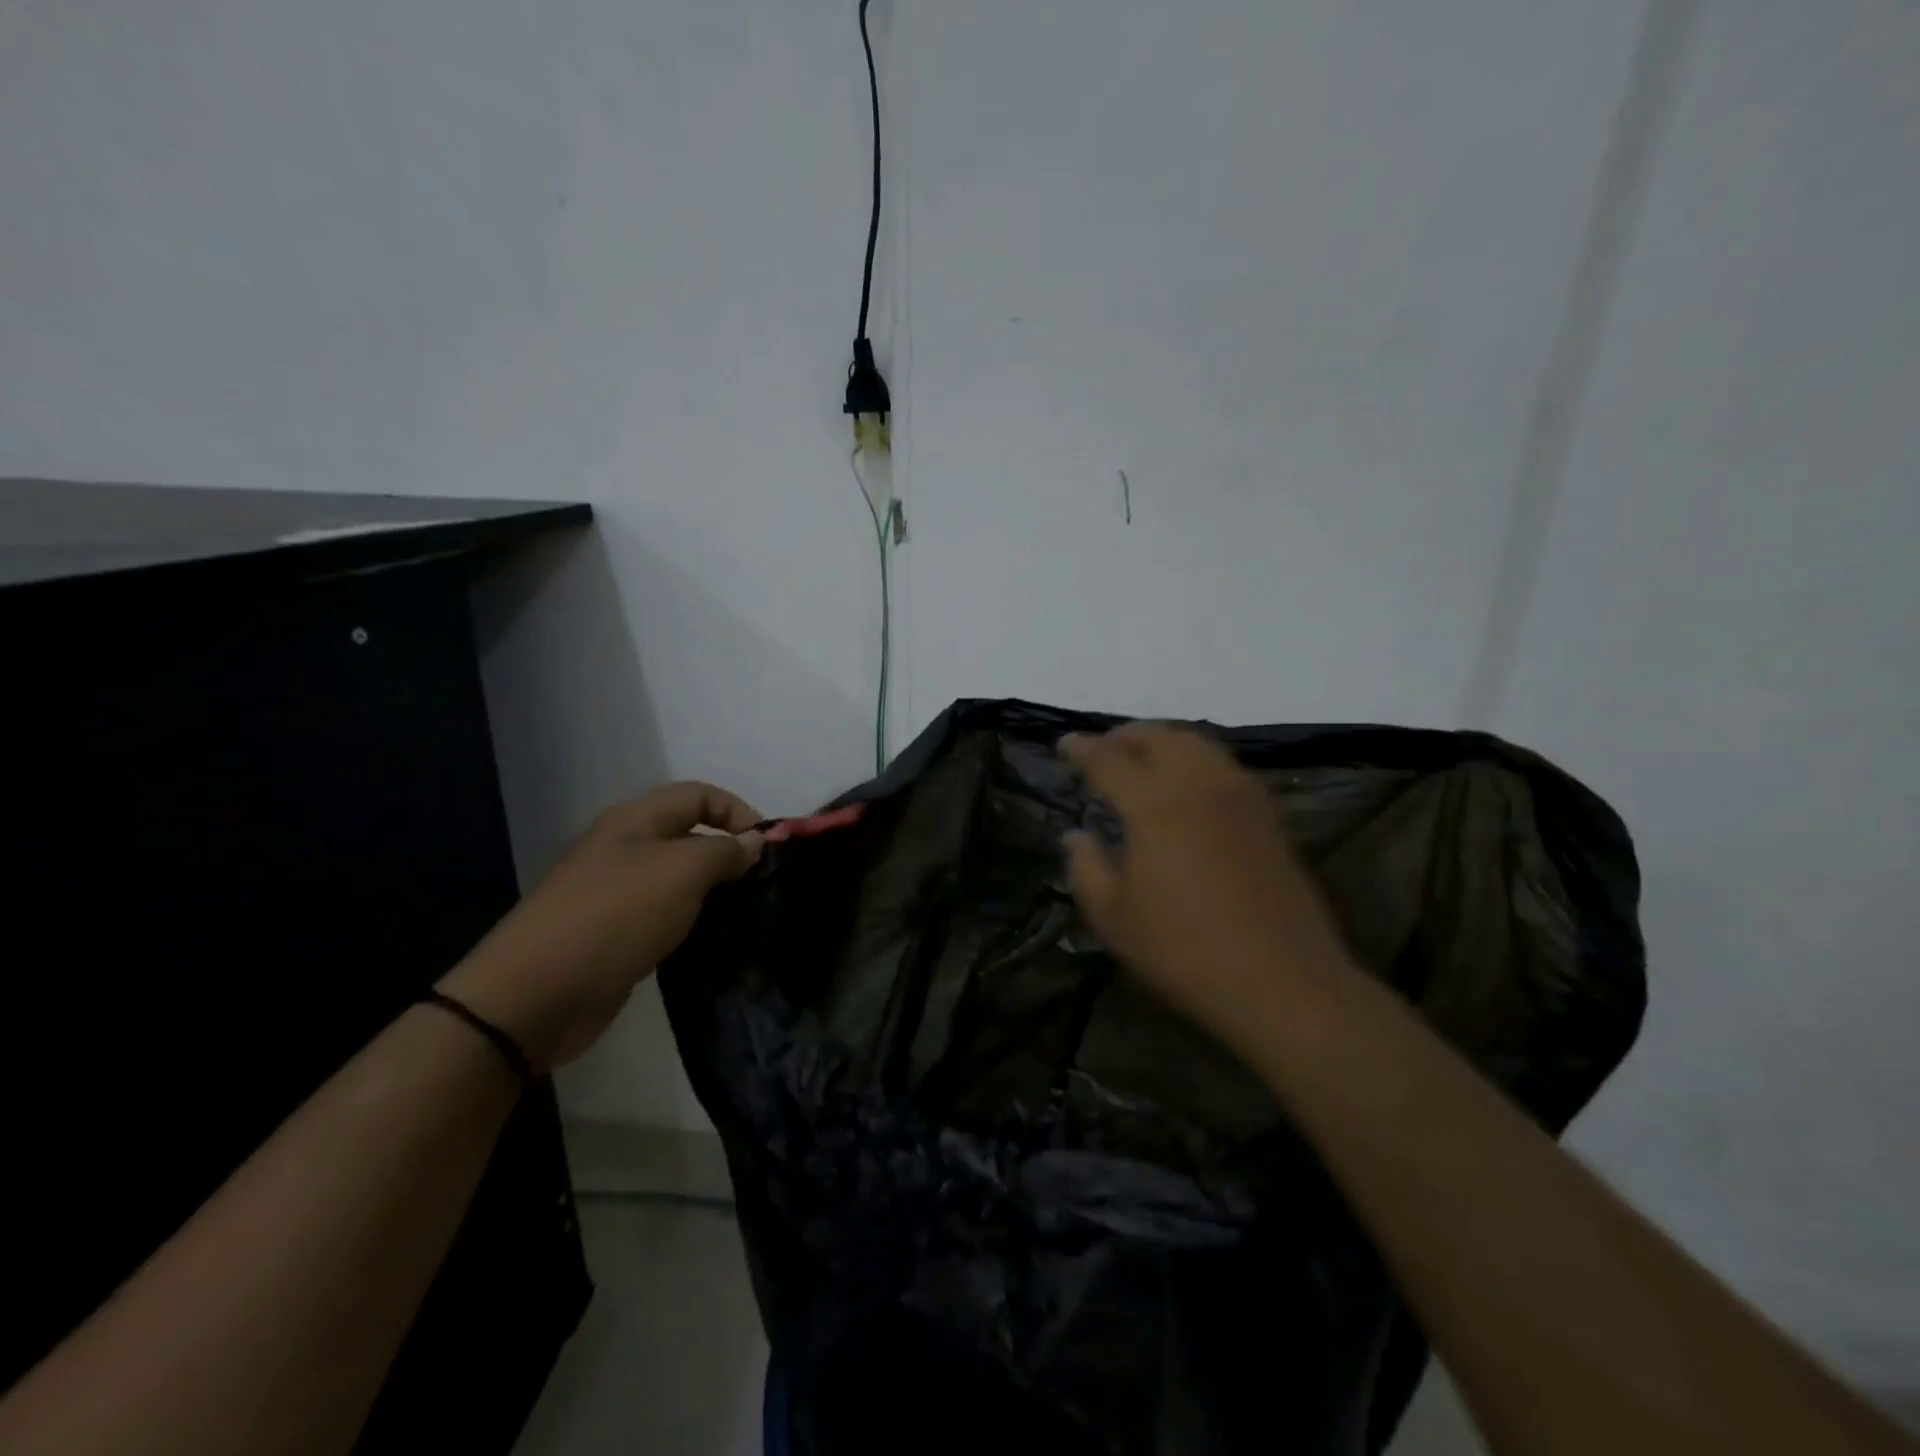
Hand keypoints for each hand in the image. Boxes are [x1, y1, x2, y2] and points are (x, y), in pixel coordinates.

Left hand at [438, 783, 764, 1072]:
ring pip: (678, 877)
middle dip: (729, 851)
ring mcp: (616, 892)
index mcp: (636, 820)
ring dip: (712, 889)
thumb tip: (754, 842)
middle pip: (689, 833)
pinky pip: (664, 913)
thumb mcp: (682, 871)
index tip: (769, 848)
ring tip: (744, 912)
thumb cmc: (616, 916)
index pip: (700, 794)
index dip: (739, 811)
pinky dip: (691, 920)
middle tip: (761, 883)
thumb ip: (725, 850)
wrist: (537, 994)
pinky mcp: (614, 933)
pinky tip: (711, 939)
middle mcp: (625, 847)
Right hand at [1060, 725, 1356, 1057]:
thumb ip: (1086, 867)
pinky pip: (1224, 766)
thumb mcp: (1114, 917)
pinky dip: (1196, 760)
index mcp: (1154, 803)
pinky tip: (1189, 786)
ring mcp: (1241, 795)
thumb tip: (1076, 835)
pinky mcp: (1270, 814)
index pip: (1108, 759)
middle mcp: (1199, 783)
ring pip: (1197, 744)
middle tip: (1103, 749)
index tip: (1065, 745)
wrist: (1283, 982)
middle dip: (1124, 736)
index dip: (1081, 748)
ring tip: (1144, 760)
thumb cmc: (1184, 951)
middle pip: (1158, 737)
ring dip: (1163, 742)